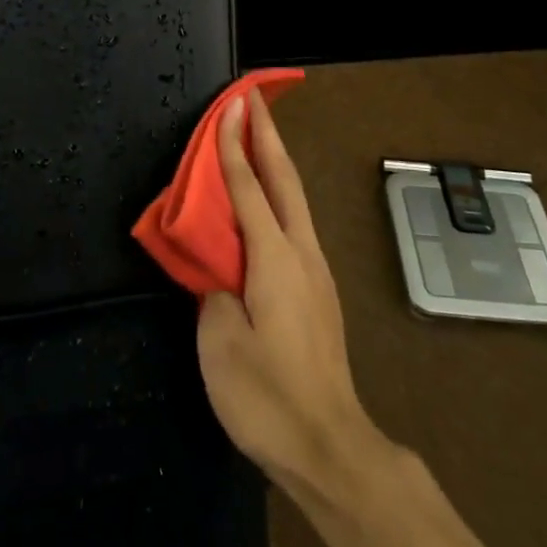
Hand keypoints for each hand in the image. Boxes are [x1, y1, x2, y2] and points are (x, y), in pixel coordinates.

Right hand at [197, 89, 384, 498]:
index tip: (231, 105)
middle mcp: (302, 254)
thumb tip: (222, 273)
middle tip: (254, 100)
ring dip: (276, 162)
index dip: (235, 145)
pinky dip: (279, 195)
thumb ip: (216, 291)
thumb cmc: (267, 396)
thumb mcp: (221, 343)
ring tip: (258, 138)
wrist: (329, 446)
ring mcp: (317, 273)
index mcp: (274, 259)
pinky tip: (267, 202)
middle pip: (285, 180)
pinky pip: (295, 225)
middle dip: (269, 136)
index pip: (249, 187)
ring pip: (296, 200)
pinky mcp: (319, 292)